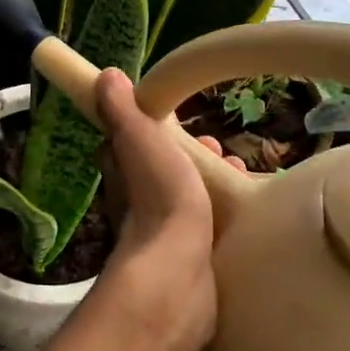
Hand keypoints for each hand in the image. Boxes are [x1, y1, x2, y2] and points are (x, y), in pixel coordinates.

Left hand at [94, 68, 241, 350]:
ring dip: (209, 182)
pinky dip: (221, 214)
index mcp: (122, 174)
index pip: (127, 144)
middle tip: (222, 147)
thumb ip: (122, 110)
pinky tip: (246, 213)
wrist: (178, 274)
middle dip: (191, 155)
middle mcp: (135, 204)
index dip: (151, 128)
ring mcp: (162, 235)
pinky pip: (206, 228)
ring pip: (186, 199)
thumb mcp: (138, 140)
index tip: (179, 118)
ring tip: (239, 172)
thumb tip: (103, 76)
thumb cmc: (158, 198)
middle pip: (162, 171)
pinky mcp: (189, 261)